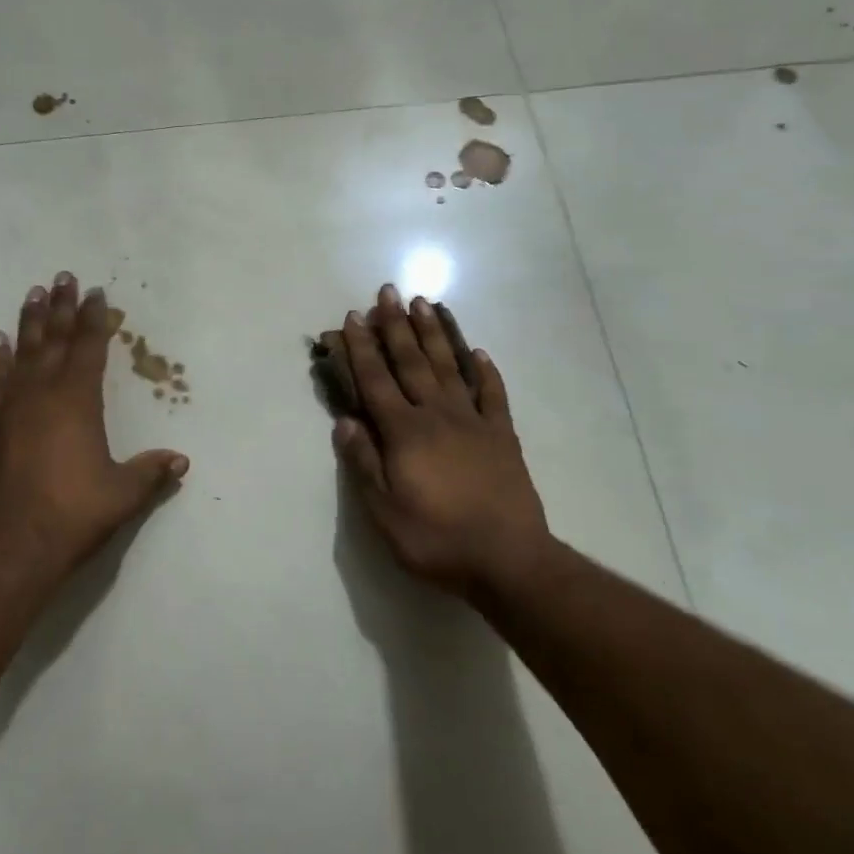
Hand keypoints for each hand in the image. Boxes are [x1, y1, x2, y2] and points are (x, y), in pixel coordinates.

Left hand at [0, 271, 187, 586]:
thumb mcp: (122, 495)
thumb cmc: (72, 513)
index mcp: (78, 401)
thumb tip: (181, 460)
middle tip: (62, 277)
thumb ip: (150, 473)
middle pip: (54, 339)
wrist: (9, 545)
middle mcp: (42, 394)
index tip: (96, 293)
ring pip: (22, 352)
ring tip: (32, 294)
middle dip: (61, 307)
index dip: (95, 319)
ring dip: (29, 322)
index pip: (89, 348)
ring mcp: (11, 407)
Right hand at [332, 285, 559, 597]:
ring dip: (434, 334)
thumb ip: (364, 463)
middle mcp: (437, 415)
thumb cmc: (436, 539)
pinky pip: (492, 394)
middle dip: (395, 326)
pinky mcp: (502, 436)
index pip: (376, 381)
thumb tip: (344, 421)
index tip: (350, 318)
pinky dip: (485, 371)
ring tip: (423, 304)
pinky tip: (478, 352)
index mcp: (404, 433)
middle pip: (411, 362)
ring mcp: (474, 422)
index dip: (361, 349)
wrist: (509, 561)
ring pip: (449, 367)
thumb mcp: (384, 512)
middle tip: (387, 292)